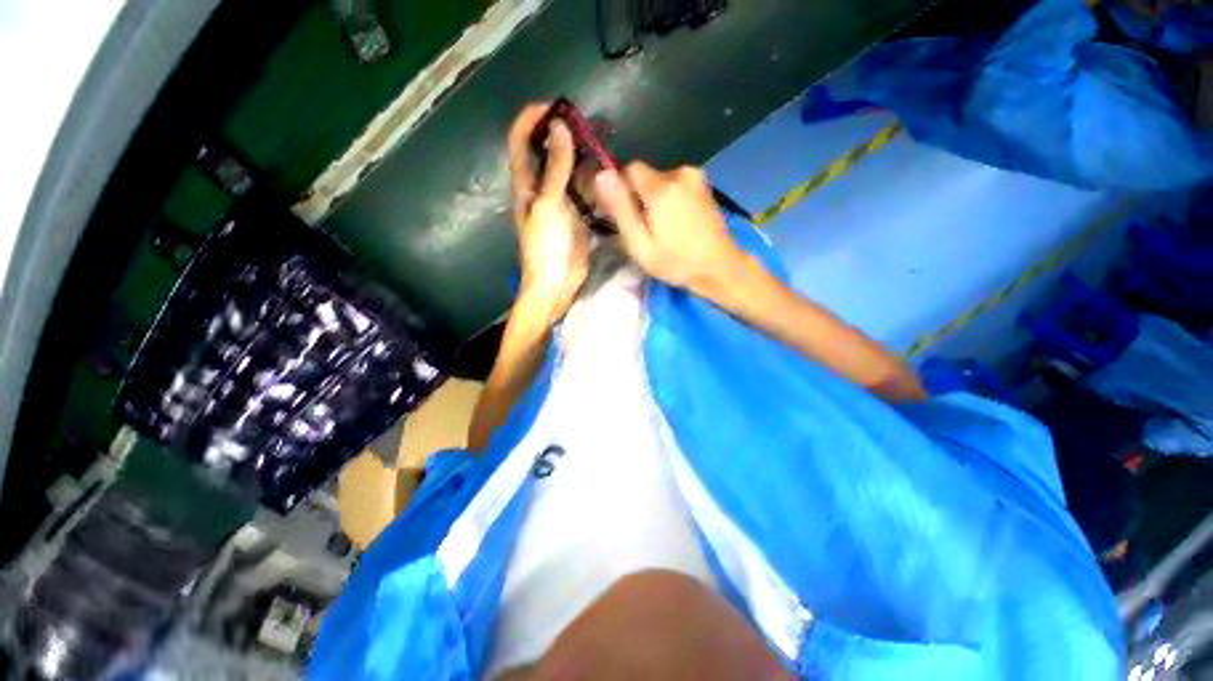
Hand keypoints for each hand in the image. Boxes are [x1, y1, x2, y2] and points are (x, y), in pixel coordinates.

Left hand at [507, 103, 588, 320]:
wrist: (556, 283)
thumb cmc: (546, 246)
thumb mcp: (548, 204)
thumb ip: (556, 167)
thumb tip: (559, 126)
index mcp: (525, 184)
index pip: (521, 140)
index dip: (532, 119)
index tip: (556, 106)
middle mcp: (541, 188)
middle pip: (548, 152)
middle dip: (564, 134)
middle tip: (589, 123)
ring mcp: (560, 202)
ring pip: (570, 170)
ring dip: (583, 156)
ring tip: (603, 143)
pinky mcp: (577, 215)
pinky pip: (584, 190)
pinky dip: (593, 179)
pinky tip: (607, 173)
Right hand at [593, 163, 743, 293]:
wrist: (719, 268)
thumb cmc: (676, 262)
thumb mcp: (639, 243)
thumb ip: (620, 209)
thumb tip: (601, 175)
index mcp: (661, 187)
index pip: (628, 170)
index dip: (621, 190)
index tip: (623, 215)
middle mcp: (679, 173)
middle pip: (646, 177)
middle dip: (639, 198)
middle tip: (644, 229)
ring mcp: (696, 177)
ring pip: (660, 182)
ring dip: (655, 200)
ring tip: (662, 229)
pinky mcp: (704, 186)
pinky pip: (676, 186)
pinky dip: (670, 200)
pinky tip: (677, 223)